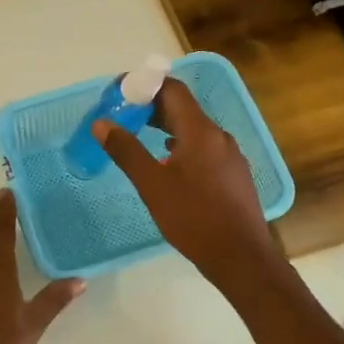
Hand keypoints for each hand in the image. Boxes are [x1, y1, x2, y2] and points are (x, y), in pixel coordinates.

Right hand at [94, 77, 282, 294]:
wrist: (240, 257)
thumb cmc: (193, 218)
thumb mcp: (152, 185)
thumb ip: (126, 151)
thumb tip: (102, 123)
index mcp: (200, 131)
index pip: (172, 90)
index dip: (144, 85)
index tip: (119, 94)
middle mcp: (219, 136)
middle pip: (183, 108)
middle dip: (151, 107)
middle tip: (123, 116)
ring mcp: (230, 156)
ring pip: (194, 129)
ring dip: (166, 127)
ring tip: (139, 136)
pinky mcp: (233, 174)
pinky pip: (203, 147)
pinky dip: (181, 145)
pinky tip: (167, 163)